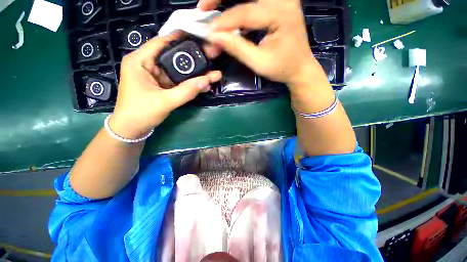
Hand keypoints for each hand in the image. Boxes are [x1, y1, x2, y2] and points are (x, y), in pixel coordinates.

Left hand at [110, 32, 221, 138]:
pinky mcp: (161, 85)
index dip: (179, 39)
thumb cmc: (141, 113)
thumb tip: (207, 81)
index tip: (198, 38)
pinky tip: (202, 84)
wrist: (132, 129)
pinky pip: (177, 81)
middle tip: (209, 58)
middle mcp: (147, 64)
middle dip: (191, 59)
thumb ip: (187, 91)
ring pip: (177, 71)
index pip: (161, 43)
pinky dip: (189, 83)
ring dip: (193, 74)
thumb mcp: (165, 101)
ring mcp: (155, 76)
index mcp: (140, 61)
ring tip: (210, 73)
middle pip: (172, 57)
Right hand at [201, 0, 325, 92]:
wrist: (300, 68)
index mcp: (281, 13)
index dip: (224, 23)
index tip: (208, 33)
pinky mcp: (277, 3)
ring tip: (210, 7)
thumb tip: (215, 38)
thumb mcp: (259, 63)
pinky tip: (227, 14)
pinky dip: (237, 3)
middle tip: (203, 8)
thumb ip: (237, 48)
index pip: (246, 12)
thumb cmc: (283, 68)